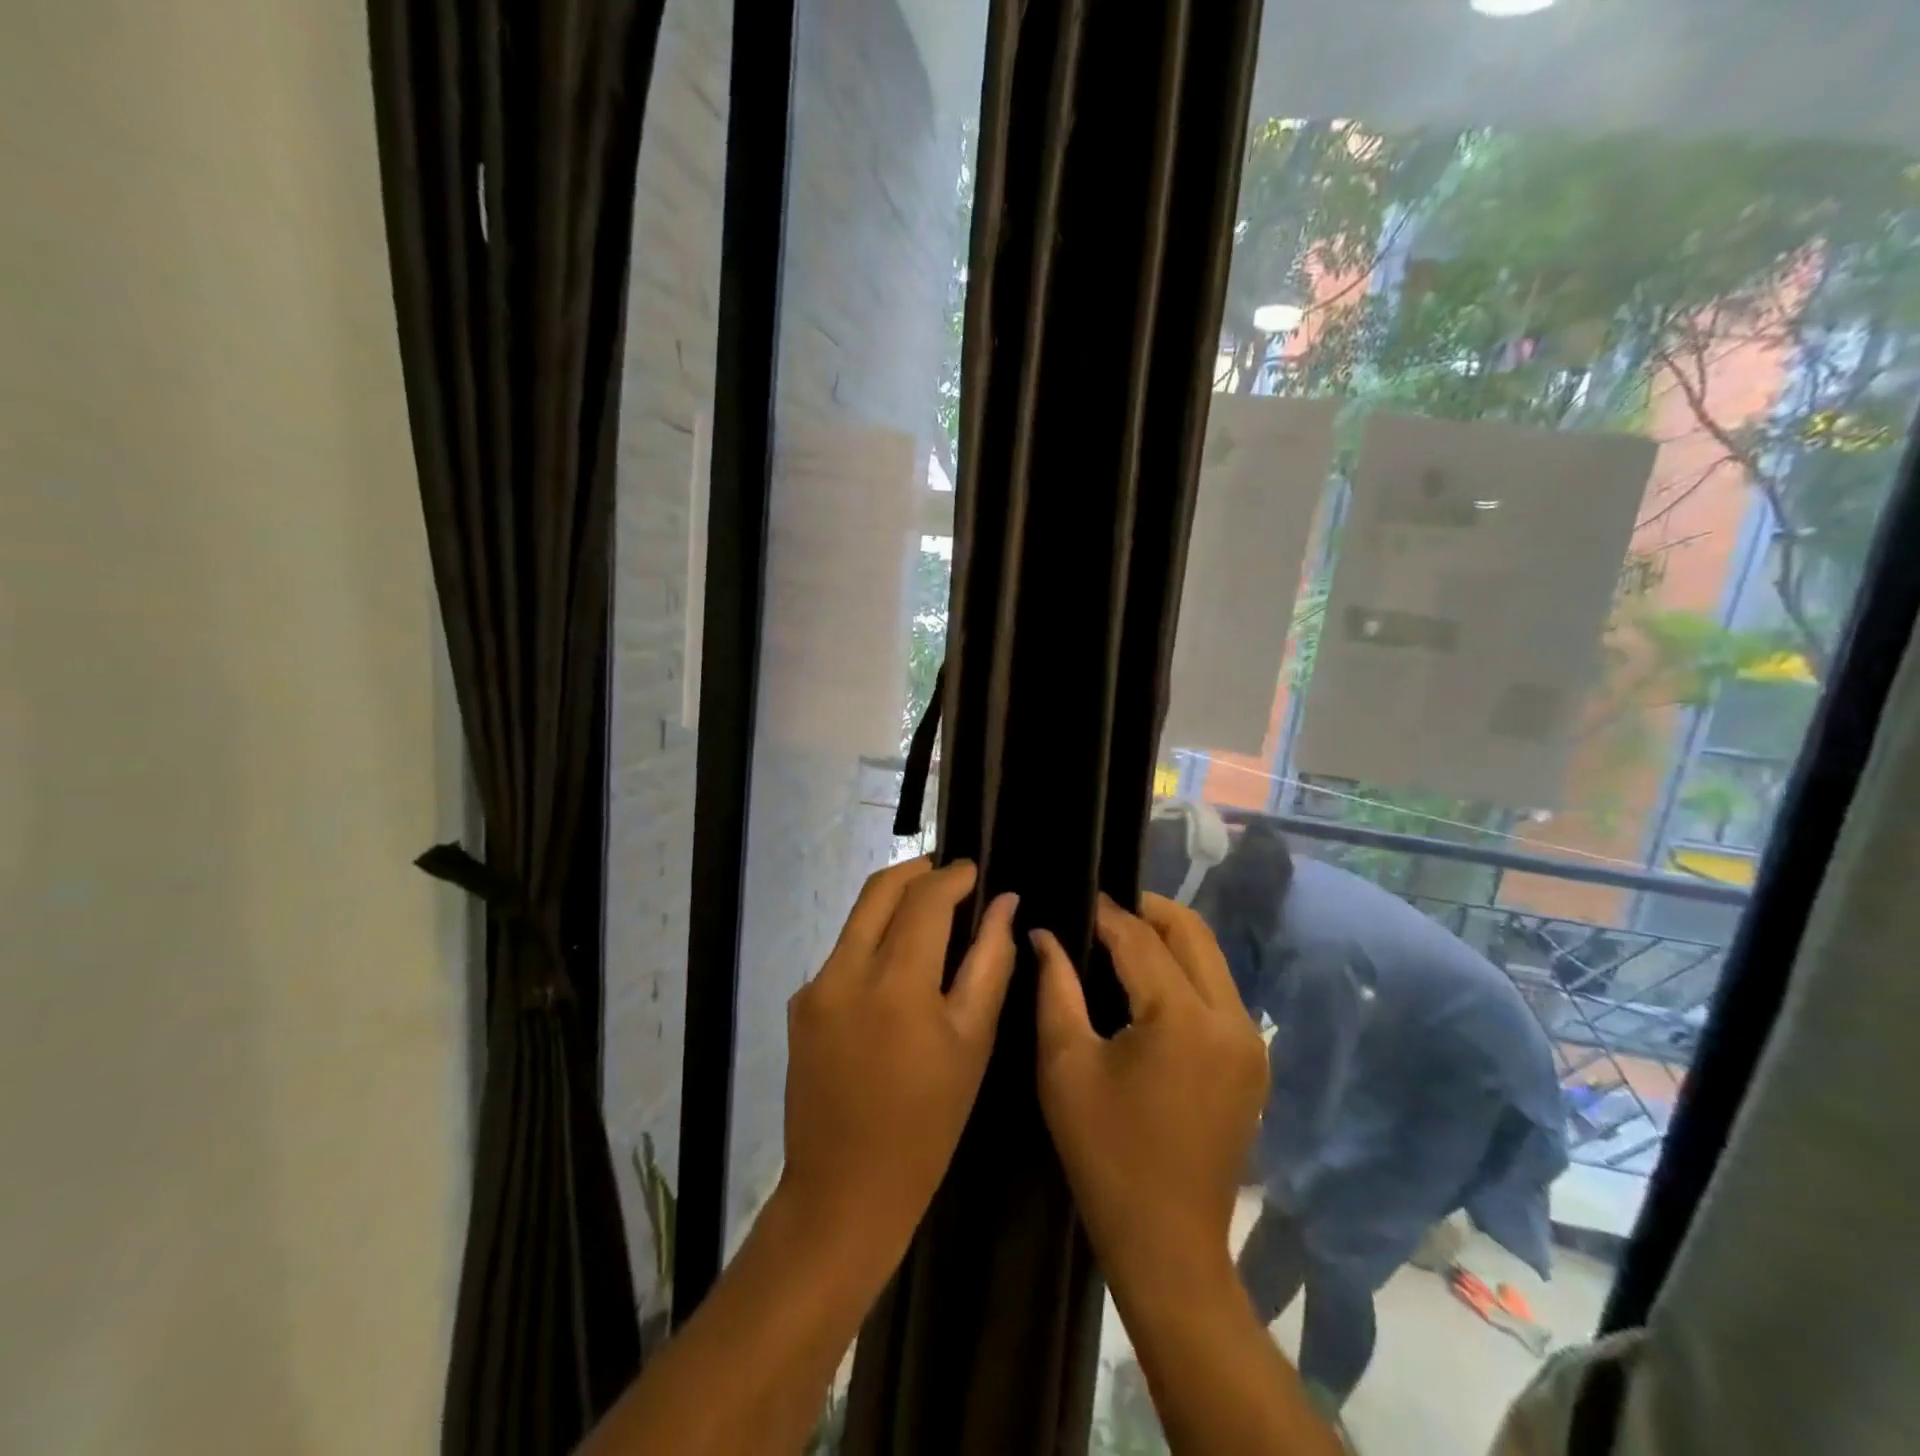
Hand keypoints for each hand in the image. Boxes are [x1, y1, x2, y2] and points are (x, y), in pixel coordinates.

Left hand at [777, 857, 1017, 1276]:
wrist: (845, 1192)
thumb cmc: (928, 1123)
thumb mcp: (972, 1042)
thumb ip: (990, 963)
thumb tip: (1005, 904)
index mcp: (895, 982)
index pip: (924, 898)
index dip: (953, 876)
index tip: (975, 870)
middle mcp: (844, 971)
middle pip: (879, 890)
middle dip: (917, 871)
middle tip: (951, 877)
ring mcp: (814, 988)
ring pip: (857, 918)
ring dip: (893, 903)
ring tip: (931, 914)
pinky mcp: (799, 1006)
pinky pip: (842, 953)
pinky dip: (873, 941)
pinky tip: (898, 966)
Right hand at [1032, 893, 1267, 1292]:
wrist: (1167, 1243)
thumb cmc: (1105, 1154)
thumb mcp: (1065, 1065)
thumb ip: (1055, 987)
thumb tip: (1044, 934)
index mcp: (1183, 1019)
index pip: (1140, 939)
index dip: (1104, 913)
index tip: (1073, 897)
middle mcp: (1231, 1019)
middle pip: (1191, 932)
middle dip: (1145, 911)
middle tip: (1099, 911)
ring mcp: (1251, 1041)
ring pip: (1210, 957)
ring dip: (1167, 939)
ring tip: (1118, 941)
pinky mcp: (1253, 1060)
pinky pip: (1218, 990)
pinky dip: (1184, 971)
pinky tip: (1147, 983)